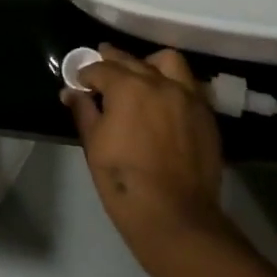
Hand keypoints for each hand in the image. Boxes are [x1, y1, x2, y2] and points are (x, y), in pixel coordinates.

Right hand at [63, 45, 226, 261]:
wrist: (175, 216)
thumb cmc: (124, 181)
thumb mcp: (94, 144)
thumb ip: (84, 111)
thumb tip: (71, 92)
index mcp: (128, 87)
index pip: (101, 68)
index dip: (86, 74)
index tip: (79, 82)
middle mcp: (160, 82)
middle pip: (132, 60)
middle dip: (113, 62)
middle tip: (101, 70)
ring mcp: (188, 96)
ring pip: (168, 62)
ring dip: (149, 64)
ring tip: (140, 77)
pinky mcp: (206, 113)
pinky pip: (188, 85)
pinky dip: (172, 84)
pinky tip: (163, 101)